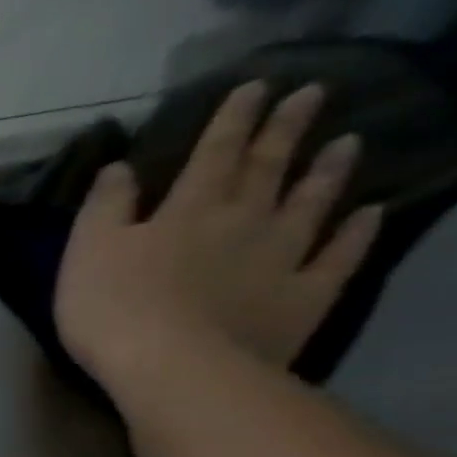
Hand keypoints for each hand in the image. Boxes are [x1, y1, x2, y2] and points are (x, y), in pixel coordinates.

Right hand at [55, 80, 384, 393]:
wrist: (174, 370)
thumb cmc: (115, 310)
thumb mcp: (86, 254)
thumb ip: (103, 208)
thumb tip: (119, 166)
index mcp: (188, 209)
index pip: (213, 153)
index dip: (232, 119)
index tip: (255, 86)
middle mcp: (243, 220)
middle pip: (268, 167)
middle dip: (285, 129)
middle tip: (311, 94)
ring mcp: (281, 258)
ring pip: (310, 204)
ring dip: (327, 172)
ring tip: (348, 144)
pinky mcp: (302, 297)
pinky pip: (337, 258)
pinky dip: (356, 235)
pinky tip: (370, 215)